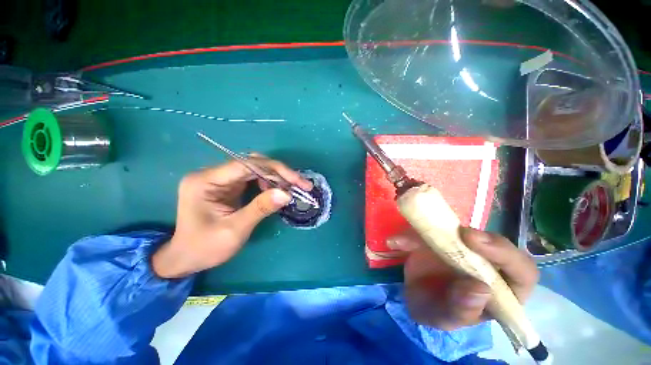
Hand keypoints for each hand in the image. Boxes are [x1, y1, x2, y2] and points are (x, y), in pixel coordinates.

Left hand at [152, 156, 312, 278]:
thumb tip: (287, 193)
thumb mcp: (235, 230)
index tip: (296, 180)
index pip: (246, 164)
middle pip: (252, 164)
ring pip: (254, 169)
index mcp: (206, 181)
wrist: (186, 258)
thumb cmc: (205, 247)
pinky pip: (252, 178)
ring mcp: (220, 179)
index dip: (275, 169)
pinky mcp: (227, 186)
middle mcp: (212, 174)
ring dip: (275, 178)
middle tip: (299, 185)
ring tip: (290, 190)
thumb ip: (260, 209)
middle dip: (278, 173)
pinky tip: (276, 192)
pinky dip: (268, 183)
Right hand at [387, 227, 538, 330]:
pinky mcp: (441, 236)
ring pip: (462, 230)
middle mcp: (487, 264)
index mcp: (500, 291)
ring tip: (408, 240)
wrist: (414, 294)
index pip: (522, 272)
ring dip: (439, 229)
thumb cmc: (435, 310)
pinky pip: (430, 228)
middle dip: (485, 240)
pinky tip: (396, 243)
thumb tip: (479, 289)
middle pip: (499, 245)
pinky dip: (412, 234)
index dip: (506, 256)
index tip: (479, 249)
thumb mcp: (443, 318)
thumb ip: (460, 311)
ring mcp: (463, 247)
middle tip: (462, 234)